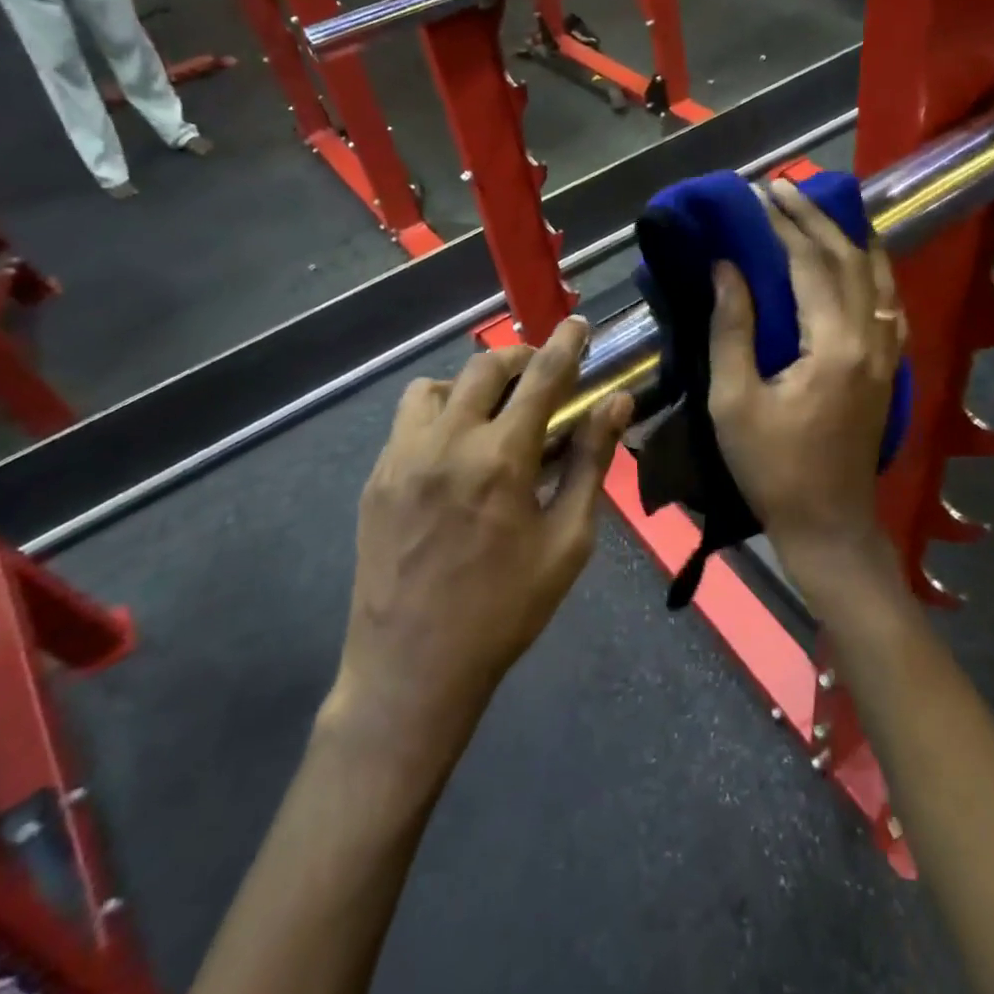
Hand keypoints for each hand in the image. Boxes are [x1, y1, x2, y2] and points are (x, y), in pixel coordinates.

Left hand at [327, 318, 632, 756]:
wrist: (413, 669)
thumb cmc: (505, 610)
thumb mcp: (567, 541)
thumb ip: (590, 464)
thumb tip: (617, 404)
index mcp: (500, 458)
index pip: (542, 378)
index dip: (566, 345)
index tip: (579, 324)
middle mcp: (446, 442)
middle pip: (485, 367)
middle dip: (521, 358)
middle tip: (543, 376)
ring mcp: (402, 457)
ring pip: (436, 385)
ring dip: (471, 385)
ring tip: (493, 414)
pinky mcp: (376, 477)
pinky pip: (408, 420)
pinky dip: (438, 413)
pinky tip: (455, 451)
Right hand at [708, 178, 904, 601]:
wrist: (828, 523)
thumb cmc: (772, 468)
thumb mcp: (734, 401)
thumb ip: (732, 329)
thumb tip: (727, 267)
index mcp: (834, 345)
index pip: (810, 265)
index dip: (784, 225)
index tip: (758, 194)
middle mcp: (871, 338)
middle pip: (848, 259)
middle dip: (816, 218)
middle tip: (784, 188)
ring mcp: (888, 353)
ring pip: (878, 276)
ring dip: (849, 236)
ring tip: (823, 208)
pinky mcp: (890, 368)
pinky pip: (888, 302)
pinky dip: (873, 270)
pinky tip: (860, 260)